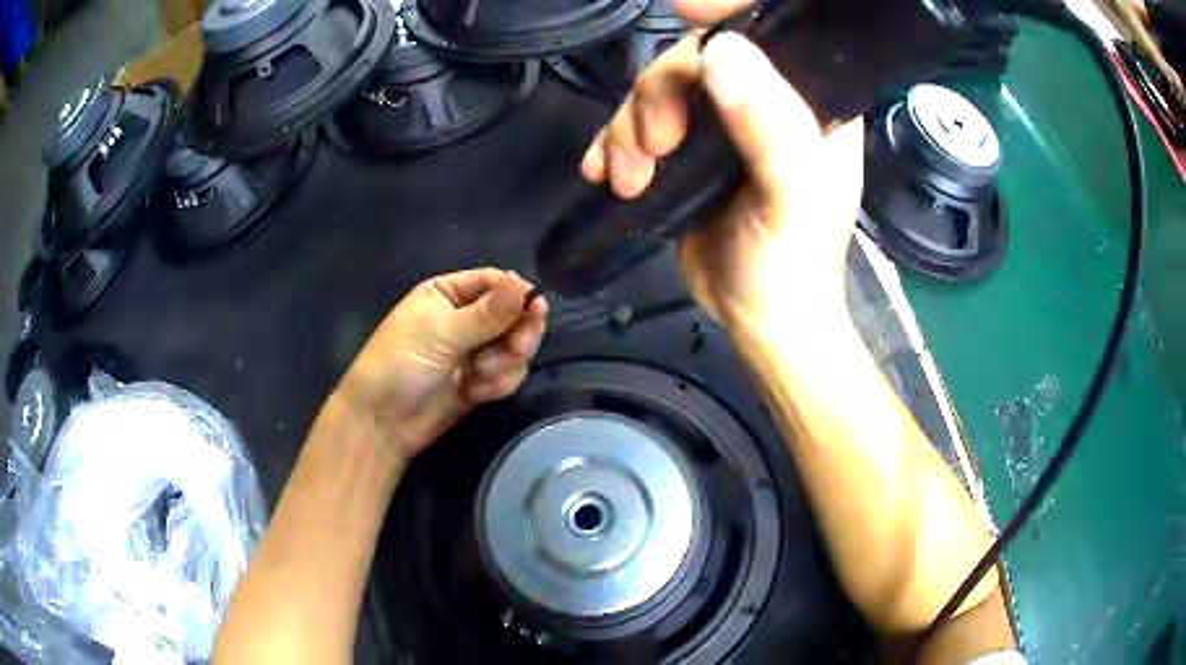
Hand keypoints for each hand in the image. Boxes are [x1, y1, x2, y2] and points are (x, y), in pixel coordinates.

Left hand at [337, 269, 547, 458]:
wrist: (382, 423)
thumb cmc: (401, 364)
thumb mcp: (443, 332)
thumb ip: (488, 312)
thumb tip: (523, 282)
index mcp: (448, 293)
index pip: (495, 282)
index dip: (517, 295)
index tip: (535, 310)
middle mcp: (464, 317)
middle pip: (514, 315)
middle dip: (518, 334)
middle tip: (516, 349)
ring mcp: (474, 351)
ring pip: (515, 347)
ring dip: (504, 363)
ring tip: (480, 376)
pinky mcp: (481, 381)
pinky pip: (508, 374)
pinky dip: (498, 383)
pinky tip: (476, 393)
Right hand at [580, 0, 864, 330]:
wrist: (761, 322)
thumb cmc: (791, 265)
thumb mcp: (791, 196)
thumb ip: (769, 124)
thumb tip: (720, 51)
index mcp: (810, 99)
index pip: (772, 29)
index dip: (728, 11)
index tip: (684, 10)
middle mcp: (768, 100)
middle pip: (697, 58)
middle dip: (659, 94)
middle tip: (654, 148)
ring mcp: (723, 124)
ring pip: (658, 90)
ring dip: (628, 128)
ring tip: (628, 179)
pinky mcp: (688, 151)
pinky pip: (638, 125)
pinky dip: (613, 144)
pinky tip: (602, 172)